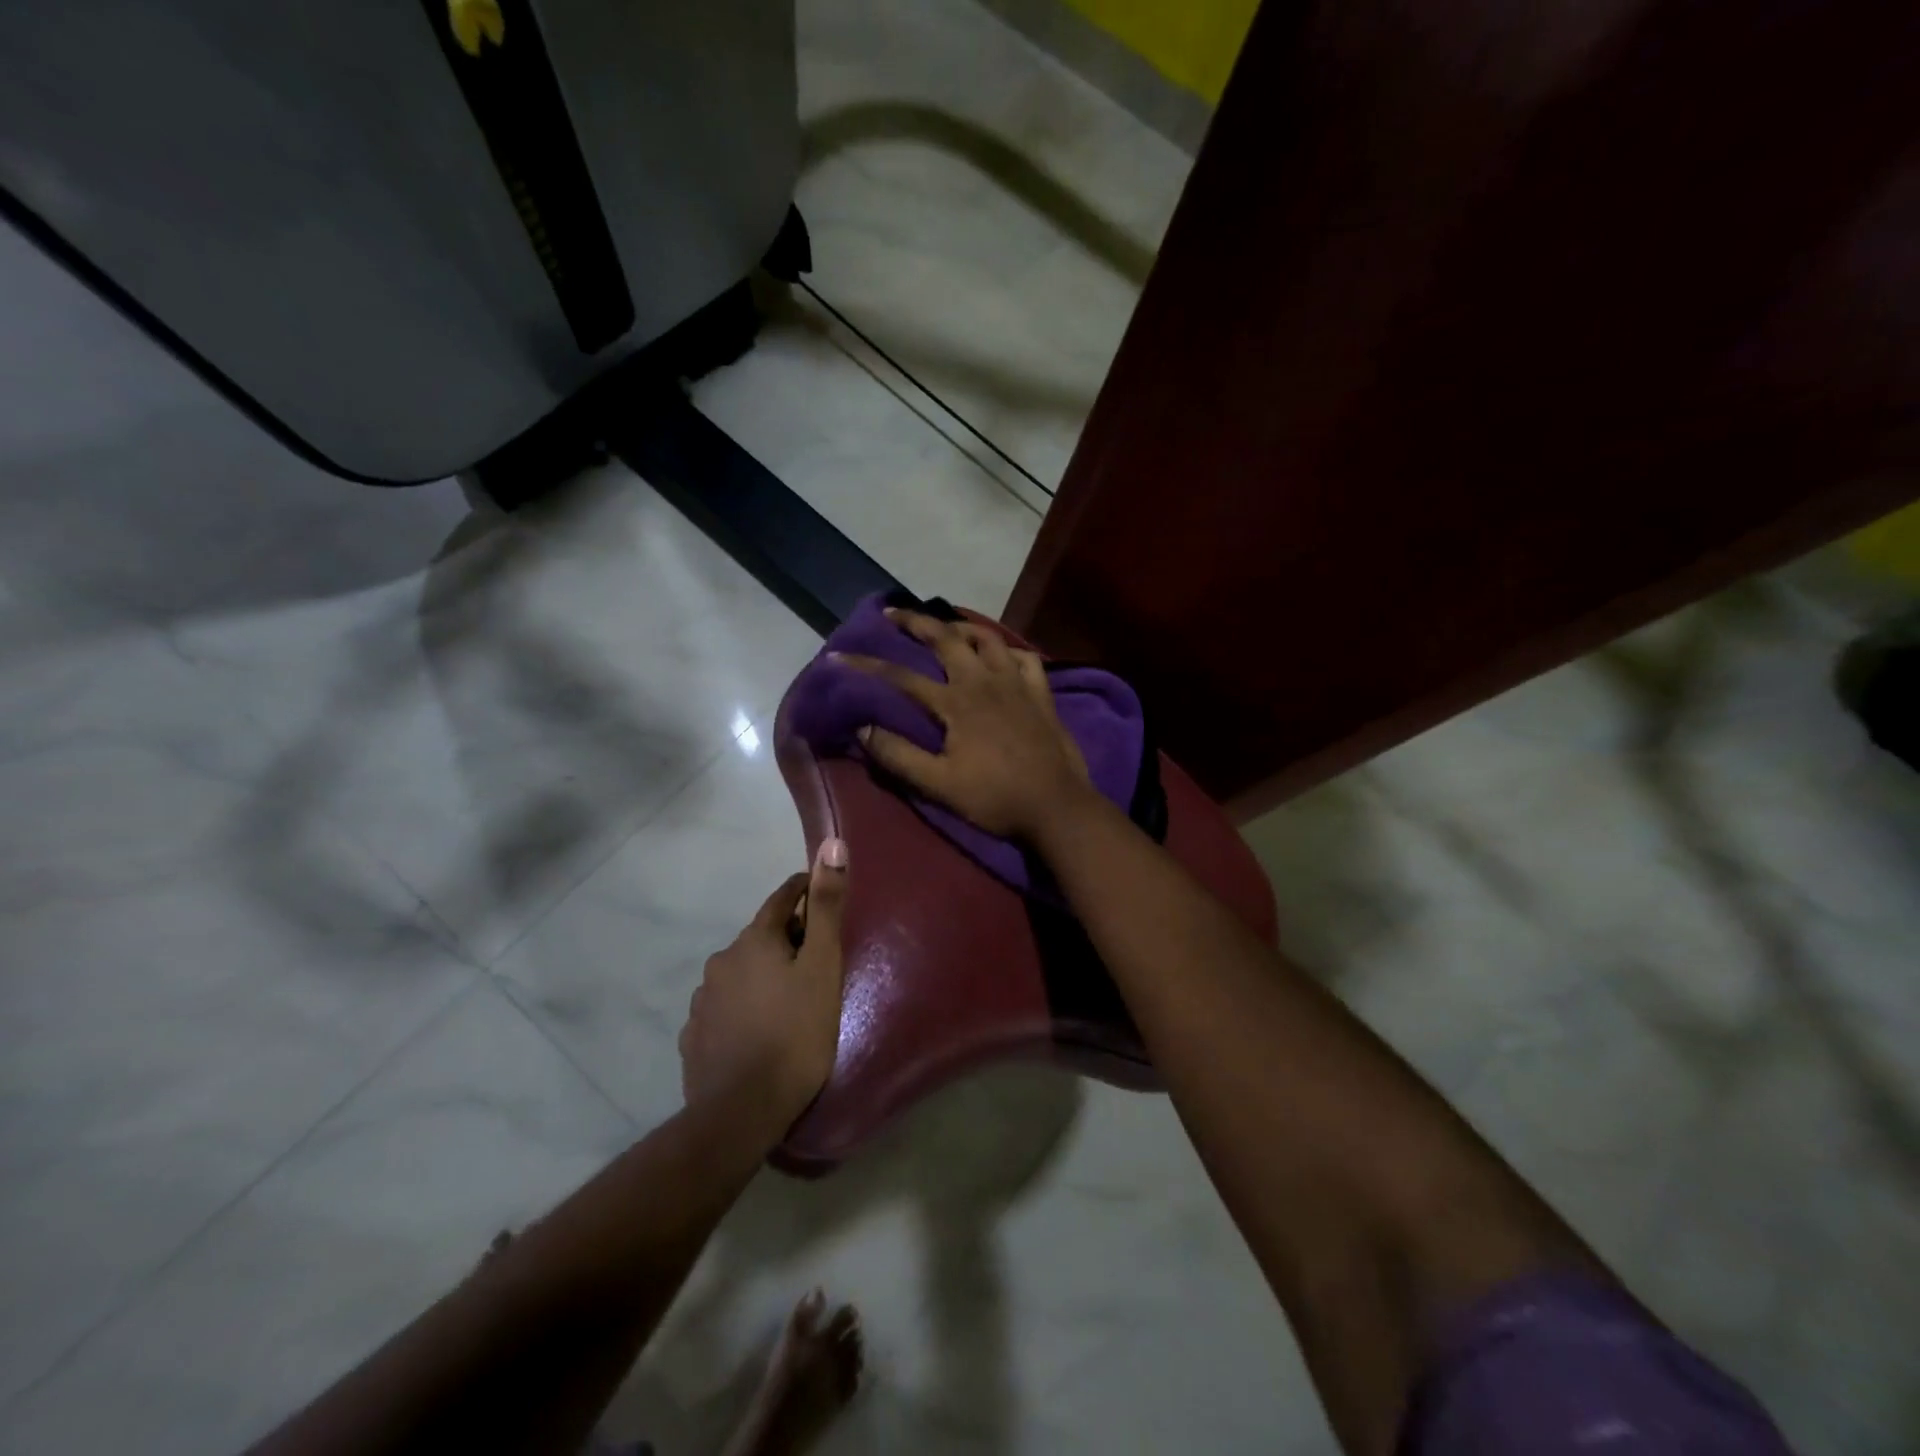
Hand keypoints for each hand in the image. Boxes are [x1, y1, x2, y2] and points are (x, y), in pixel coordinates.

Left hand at [679, 839, 848, 1137]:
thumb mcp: (821, 966)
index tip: (821, 895)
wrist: (741, 1112)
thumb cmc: (794, 1033)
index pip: (781, 899)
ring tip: (787, 1001)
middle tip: (815, 961)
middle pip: (760, 937)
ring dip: (762, 976)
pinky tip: (757, 1030)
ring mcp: (702, 1001)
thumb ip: (826, 906)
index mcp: (753, 940)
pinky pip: (724, 1008)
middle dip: (786, 940)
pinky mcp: (694, 1037)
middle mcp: (721, 961)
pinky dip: (743, 1008)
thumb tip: (831, 844)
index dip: (804, 892)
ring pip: (740, 974)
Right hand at [838, 608, 1092, 840]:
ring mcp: (1017, 683)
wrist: (1056, 806)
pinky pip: (1025, 658)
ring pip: (988, 639)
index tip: (837, 657)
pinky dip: (1009, 650)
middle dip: (916, 622)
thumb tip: (863, 729)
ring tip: (946, 627)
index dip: (866, 666)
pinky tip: (1001, 655)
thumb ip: (899, 756)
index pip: (902, 678)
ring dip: (962, 627)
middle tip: (893, 614)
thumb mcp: (939, 785)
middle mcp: (984, 681)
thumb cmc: (995, 797)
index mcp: (956, 702)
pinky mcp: (1041, 693)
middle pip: (946, 639)